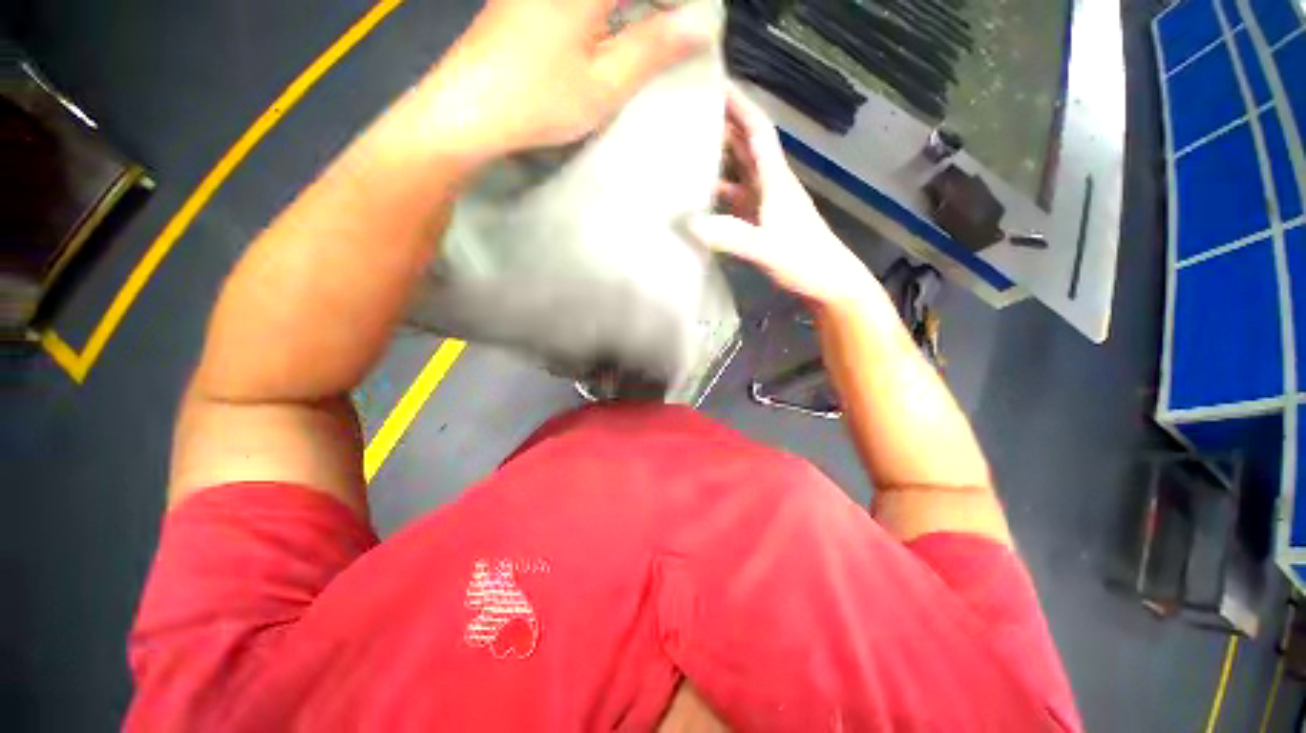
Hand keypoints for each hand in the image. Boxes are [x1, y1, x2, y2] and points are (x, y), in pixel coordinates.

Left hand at [421, 0, 715, 162]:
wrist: (468, 109)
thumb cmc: (539, 100)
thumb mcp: (604, 83)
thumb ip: (652, 48)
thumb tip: (701, 24)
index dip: (677, 6)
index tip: (696, 23)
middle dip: (657, 9)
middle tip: (678, 29)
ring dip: (633, 12)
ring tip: (654, 30)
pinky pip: (580, 4)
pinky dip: (607, 14)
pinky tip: (613, 31)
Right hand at [688, 85, 876, 308]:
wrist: (828, 284)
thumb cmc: (804, 262)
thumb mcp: (766, 249)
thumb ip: (730, 236)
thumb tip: (688, 223)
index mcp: (775, 181)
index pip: (757, 132)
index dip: (739, 105)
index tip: (716, 84)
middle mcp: (771, 186)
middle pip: (748, 147)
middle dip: (725, 125)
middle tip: (693, 112)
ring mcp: (768, 206)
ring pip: (742, 172)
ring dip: (721, 159)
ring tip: (691, 151)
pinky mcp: (764, 224)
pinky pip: (738, 199)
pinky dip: (721, 193)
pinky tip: (704, 198)